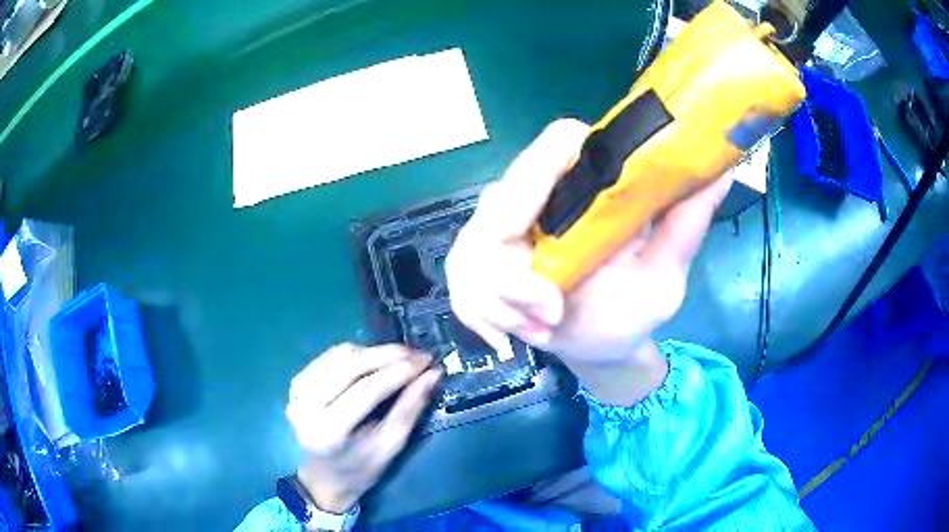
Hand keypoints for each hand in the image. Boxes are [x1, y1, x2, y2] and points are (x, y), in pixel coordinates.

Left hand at [285, 344, 441, 512]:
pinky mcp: (296, 382)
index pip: (367, 389)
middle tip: (420, 354)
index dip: (400, 371)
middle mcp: (306, 405)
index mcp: (328, 431)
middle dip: (390, 355)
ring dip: (375, 351)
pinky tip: (376, 358)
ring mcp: (297, 391)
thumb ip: (410, 409)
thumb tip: (432, 374)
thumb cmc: (360, 470)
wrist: (323, 478)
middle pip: (351, 365)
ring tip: (403, 356)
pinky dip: (357, 353)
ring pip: (341, 355)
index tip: (429, 361)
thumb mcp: (390, 448)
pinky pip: (330, 356)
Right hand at [446, 119, 731, 404]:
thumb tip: (720, 172)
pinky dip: (483, 315)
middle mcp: (537, 199)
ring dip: (500, 299)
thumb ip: (685, 227)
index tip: (545, 223)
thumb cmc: (633, 308)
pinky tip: (511, 335)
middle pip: (498, 200)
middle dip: (513, 265)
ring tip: (541, 327)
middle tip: (549, 310)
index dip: (543, 168)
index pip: (556, 144)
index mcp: (583, 186)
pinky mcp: (481, 269)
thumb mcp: (664, 275)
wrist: (600, 347)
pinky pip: (461, 285)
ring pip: (471, 249)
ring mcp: (501, 235)